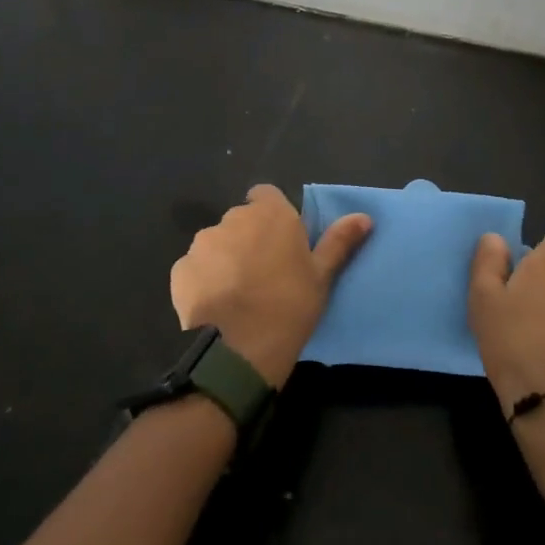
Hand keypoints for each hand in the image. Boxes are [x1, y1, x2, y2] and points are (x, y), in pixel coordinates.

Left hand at [170, 185, 370, 386]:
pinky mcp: (180, 270)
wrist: (239, 349)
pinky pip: (195, 268)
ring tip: (238, 292)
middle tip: (264, 272)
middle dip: (249, 238)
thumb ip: (339, 241)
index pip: (266, 195)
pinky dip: (203, 279)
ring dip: (225, 257)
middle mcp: (233, 218)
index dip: (272, 214)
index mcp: (270, 214)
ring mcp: (202, 243)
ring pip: (216, 243)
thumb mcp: (322, 275)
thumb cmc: (290, 305)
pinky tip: (216, 305)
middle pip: (241, 219)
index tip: (281, 240)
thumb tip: (364, 216)